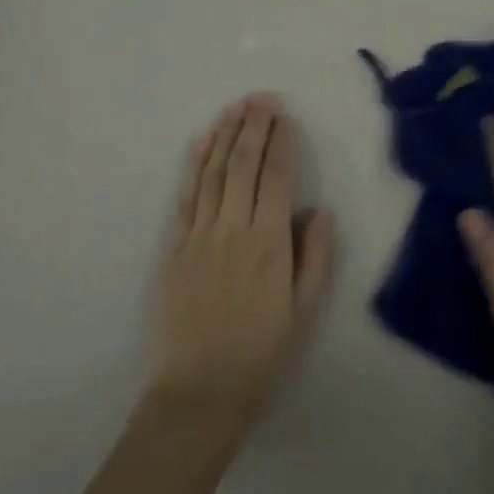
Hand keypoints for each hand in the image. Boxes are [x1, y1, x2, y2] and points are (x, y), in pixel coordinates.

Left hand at [147, 95, 333, 444]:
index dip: (281, 143)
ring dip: (225, 136)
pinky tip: (203, 144)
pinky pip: (186, 197)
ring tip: (235, 108)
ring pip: (213, 174)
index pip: (277, 178)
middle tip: (261, 99)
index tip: (284, 116)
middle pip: (243, 166)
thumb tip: (319, 210)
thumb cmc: (259, 357)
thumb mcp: (303, 313)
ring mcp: (199, 236)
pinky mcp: (174, 248)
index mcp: (269, 245)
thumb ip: (314, 257)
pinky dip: (195, 166)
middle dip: (254, 127)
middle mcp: (233, 230)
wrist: (197, 395)